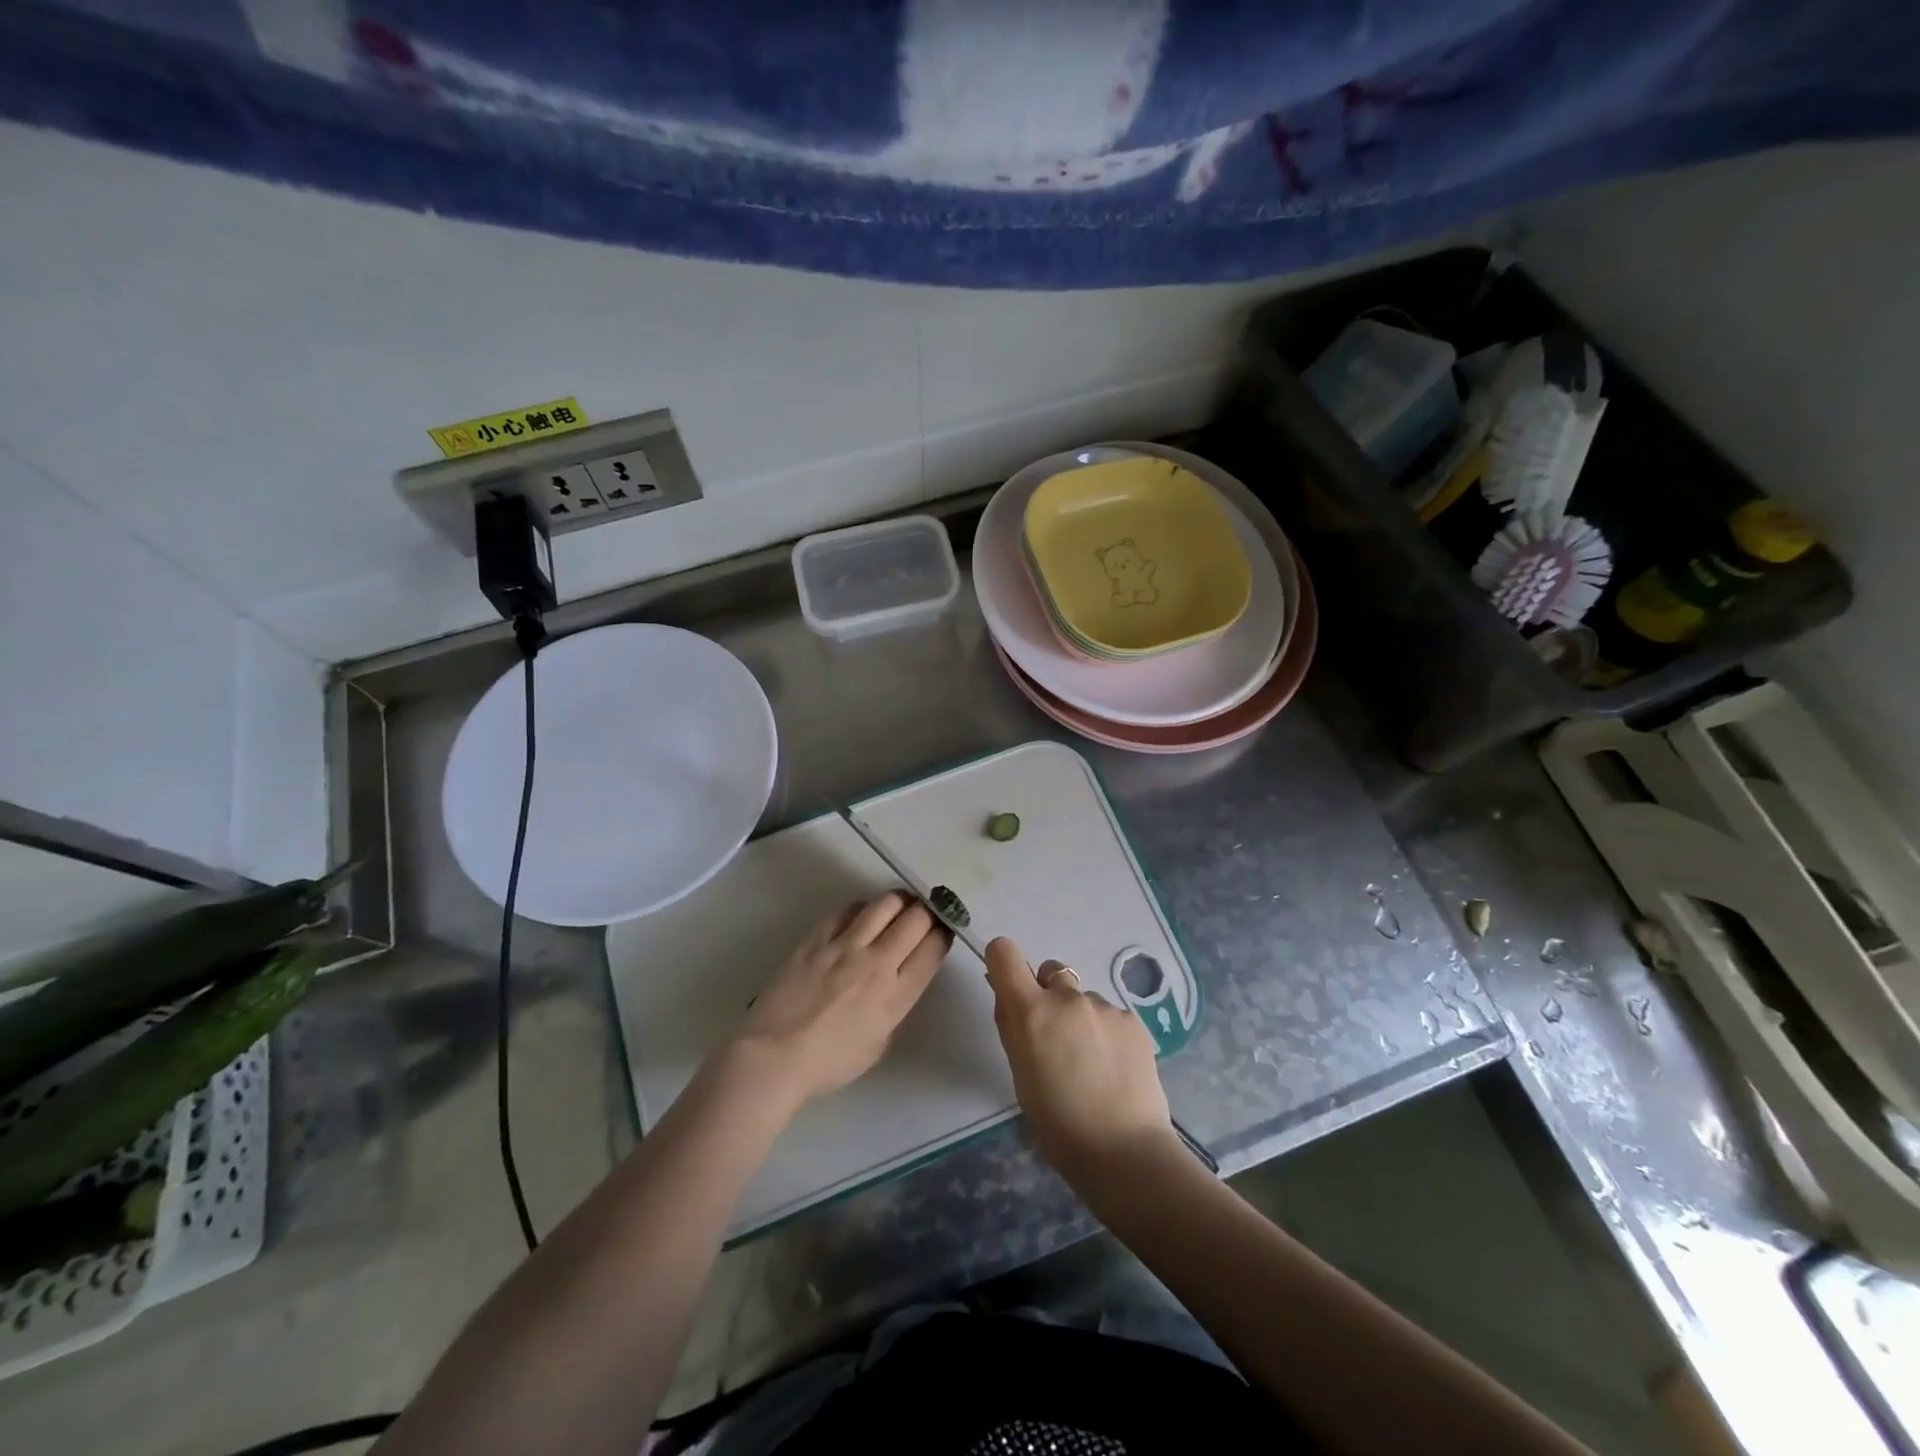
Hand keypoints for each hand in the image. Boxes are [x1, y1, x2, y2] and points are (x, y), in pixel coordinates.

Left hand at [731, 893, 949, 1109]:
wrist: (774, 1056)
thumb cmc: (829, 1063)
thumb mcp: (879, 1043)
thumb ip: (895, 1007)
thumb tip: (898, 981)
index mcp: (897, 995)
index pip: (934, 948)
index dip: (944, 933)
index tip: (943, 930)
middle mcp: (877, 962)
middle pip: (917, 918)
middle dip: (928, 911)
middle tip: (925, 914)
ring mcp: (846, 945)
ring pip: (886, 903)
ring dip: (900, 902)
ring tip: (899, 907)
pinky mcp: (818, 937)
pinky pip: (848, 909)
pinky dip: (863, 909)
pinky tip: (861, 917)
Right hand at [984, 937, 1176, 1180]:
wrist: (1124, 1151)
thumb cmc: (1057, 1123)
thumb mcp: (1020, 1074)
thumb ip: (1012, 1027)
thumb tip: (1006, 995)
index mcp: (1031, 1010)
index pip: (1005, 952)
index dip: (1003, 962)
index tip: (1009, 987)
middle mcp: (1066, 997)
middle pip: (1050, 972)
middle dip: (1048, 996)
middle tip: (1056, 1039)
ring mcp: (1103, 1006)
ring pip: (1082, 998)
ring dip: (1080, 1018)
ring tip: (1092, 1063)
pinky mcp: (1132, 1020)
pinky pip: (1110, 1015)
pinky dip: (1107, 1033)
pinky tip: (1114, 1068)